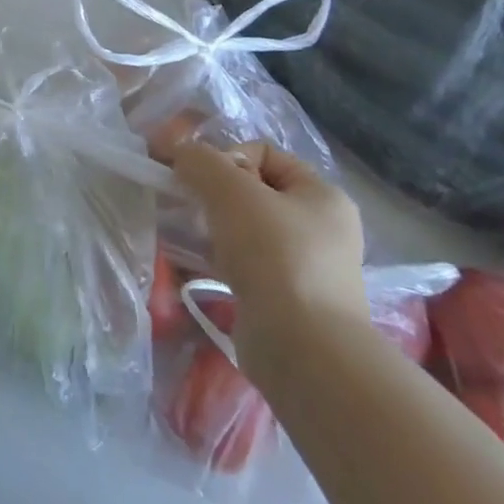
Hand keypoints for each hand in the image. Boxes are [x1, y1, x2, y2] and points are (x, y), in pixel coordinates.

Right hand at [171, 140, 367, 367]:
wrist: (303, 351)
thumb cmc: (275, 255)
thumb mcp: (230, 190)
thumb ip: (200, 160)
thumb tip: (180, 153)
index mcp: (323, 196)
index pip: (265, 154)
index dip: (228, 157)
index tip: (203, 182)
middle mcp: (321, 229)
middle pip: (252, 192)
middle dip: (214, 195)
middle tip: (190, 208)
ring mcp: (306, 269)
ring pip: (245, 230)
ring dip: (211, 228)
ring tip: (189, 237)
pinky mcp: (286, 302)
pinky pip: (244, 265)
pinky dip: (218, 261)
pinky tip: (195, 266)